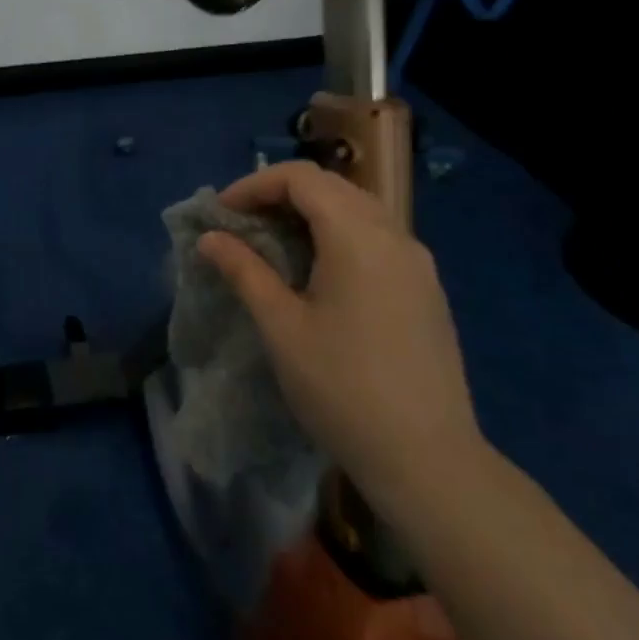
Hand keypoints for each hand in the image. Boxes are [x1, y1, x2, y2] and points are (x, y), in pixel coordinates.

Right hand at [197, 162, 483, 517]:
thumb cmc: (342, 388)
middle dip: (280, 194)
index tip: (223, 214)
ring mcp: (417, 263)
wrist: (428, 461)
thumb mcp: (281, 326)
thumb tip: (210, 238)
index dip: (255, 185)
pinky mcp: (426, 290)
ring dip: (310, 213)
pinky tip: (317, 272)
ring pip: (357, 210)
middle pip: (331, 186)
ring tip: (273, 244)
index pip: (301, 178)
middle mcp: (394, 236)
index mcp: (358, 236)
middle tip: (242, 224)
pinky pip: (376, 237)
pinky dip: (338, 234)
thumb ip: (244, 271)